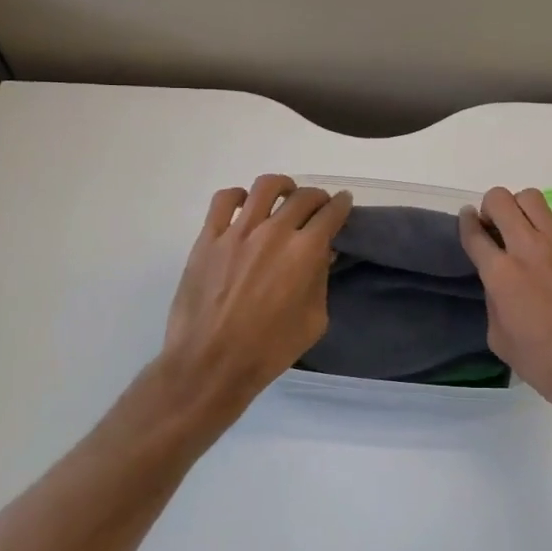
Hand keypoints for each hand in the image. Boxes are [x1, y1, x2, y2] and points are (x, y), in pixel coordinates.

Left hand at [154, 175, 352, 413]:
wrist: (211, 363)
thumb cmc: (269, 349)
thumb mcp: (314, 320)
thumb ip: (321, 281)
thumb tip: (322, 255)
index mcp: (305, 252)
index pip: (331, 213)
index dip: (342, 205)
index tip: (344, 203)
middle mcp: (274, 232)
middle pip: (303, 196)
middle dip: (317, 197)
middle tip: (318, 207)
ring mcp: (237, 231)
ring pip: (265, 187)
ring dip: (282, 187)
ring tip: (283, 196)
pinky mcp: (208, 238)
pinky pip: (223, 200)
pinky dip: (238, 196)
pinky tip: (244, 205)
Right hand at [458, 188, 551, 427]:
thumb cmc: (545, 364)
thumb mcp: (500, 340)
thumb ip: (494, 302)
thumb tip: (500, 283)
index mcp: (500, 274)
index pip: (474, 233)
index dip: (466, 222)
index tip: (468, 219)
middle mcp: (528, 249)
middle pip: (500, 201)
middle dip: (491, 207)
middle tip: (496, 224)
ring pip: (534, 199)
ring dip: (522, 206)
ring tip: (527, 223)